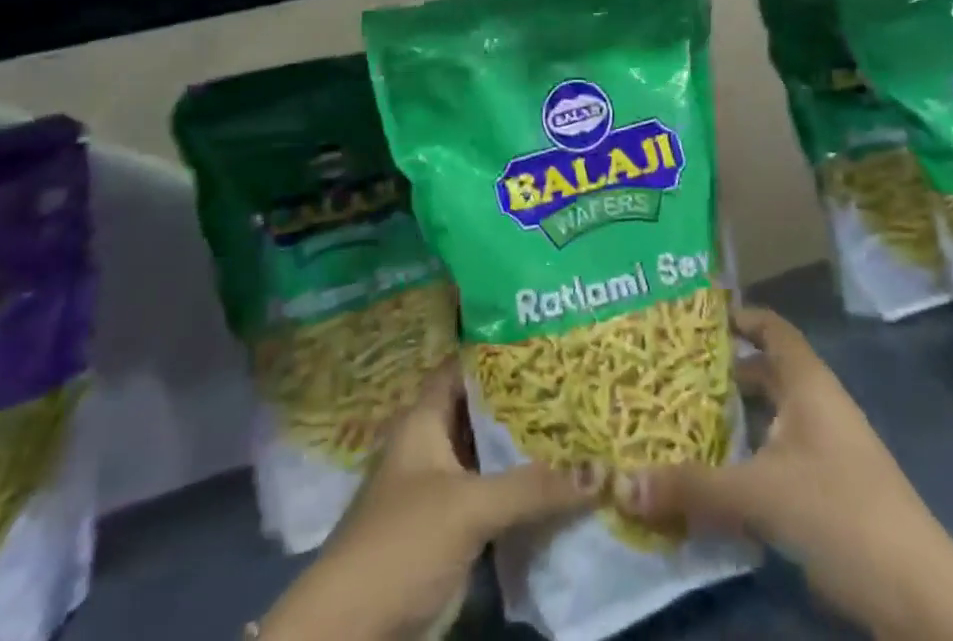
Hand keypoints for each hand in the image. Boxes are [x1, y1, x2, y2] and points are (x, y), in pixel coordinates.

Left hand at [258, 362, 602, 640]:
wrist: (350, 634)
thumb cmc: (402, 543)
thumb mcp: (469, 506)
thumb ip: (532, 486)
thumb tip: (601, 470)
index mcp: (423, 419)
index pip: (464, 367)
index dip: (499, 352)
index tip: (545, 341)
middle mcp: (430, 445)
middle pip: (481, 412)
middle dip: (524, 403)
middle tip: (575, 386)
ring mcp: (437, 491)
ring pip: (488, 458)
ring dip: (524, 451)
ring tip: (579, 429)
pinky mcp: (446, 533)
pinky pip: (489, 499)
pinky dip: (518, 493)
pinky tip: (559, 487)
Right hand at [616, 306, 952, 640]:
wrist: (923, 599)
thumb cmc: (842, 515)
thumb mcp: (760, 496)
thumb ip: (692, 488)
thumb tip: (621, 481)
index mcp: (808, 384)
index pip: (772, 328)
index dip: (738, 316)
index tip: (694, 317)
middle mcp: (818, 407)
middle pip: (767, 373)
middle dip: (724, 371)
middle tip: (672, 371)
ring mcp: (829, 451)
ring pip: (773, 419)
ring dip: (735, 420)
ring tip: (683, 421)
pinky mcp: (832, 493)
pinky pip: (780, 457)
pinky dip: (750, 458)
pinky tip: (718, 479)